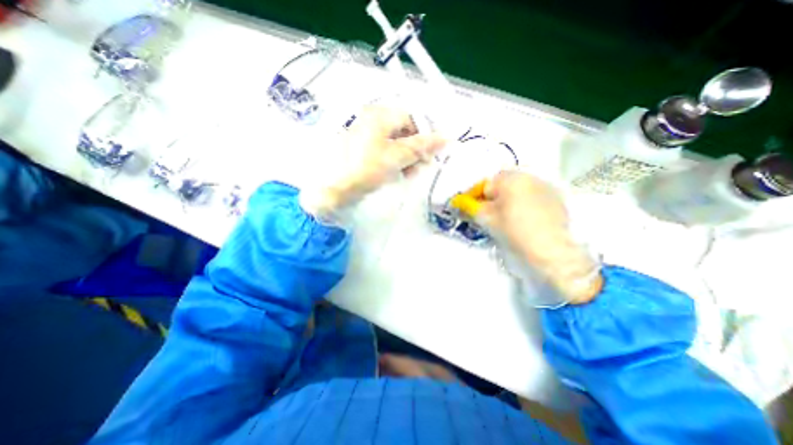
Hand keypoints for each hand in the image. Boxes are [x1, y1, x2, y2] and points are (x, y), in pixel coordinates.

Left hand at [310, 104, 443, 213]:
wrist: (332, 188)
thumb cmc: (365, 169)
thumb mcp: (396, 157)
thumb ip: (421, 147)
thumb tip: (445, 138)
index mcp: (380, 115)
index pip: (412, 118)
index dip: (426, 135)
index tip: (432, 154)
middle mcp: (372, 120)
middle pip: (404, 131)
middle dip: (416, 149)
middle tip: (422, 167)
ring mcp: (366, 135)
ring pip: (395, 142)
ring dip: (407, 157)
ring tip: (410, 174)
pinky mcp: (362, 149)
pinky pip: (385, 151)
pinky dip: (395, 161)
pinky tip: (398, 173)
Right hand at [452, 172, 600, 303]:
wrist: (552, 251)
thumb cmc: (514, 231)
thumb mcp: (486, 219)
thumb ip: (470, 207)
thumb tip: (458, 202)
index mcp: (509, 178)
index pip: (483, 185)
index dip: (473, 198)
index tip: (469, 210)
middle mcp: (528, 176)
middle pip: (500, 185)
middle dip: (490, 198)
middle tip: (486, 215)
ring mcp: (544, 186)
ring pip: (516, 190)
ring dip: (506, 200)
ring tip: (504, 218)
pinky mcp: (556, 199)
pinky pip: (531, 196)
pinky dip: (522, 204)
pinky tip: (522, 219)